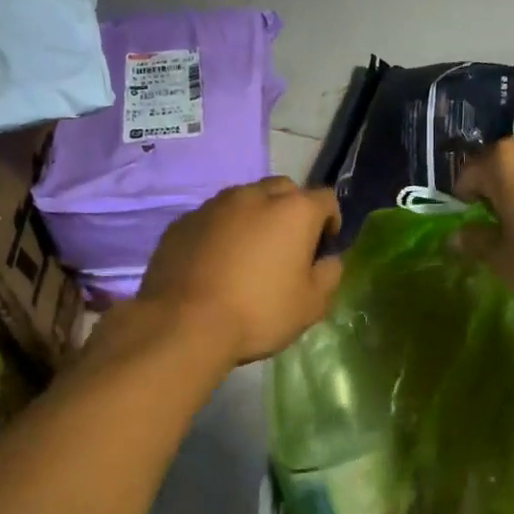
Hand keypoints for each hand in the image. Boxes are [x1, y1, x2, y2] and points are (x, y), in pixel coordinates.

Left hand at [139, 178, 342, 363]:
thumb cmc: (258, 312)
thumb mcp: (311, 305)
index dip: (330, 221)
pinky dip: (223, 231)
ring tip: (249, 253)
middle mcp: (255, 195)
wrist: (183, 323)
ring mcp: (215, 205)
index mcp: (294, 210)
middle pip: (284, 190)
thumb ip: (329, 274)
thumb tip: (328, 260)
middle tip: (287, 246)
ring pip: (245, 199)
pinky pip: (213, 218)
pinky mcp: (183, 221)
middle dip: (292, 211)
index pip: (326, 198)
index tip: (323, 248)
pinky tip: (216, 263)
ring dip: (255, 217)